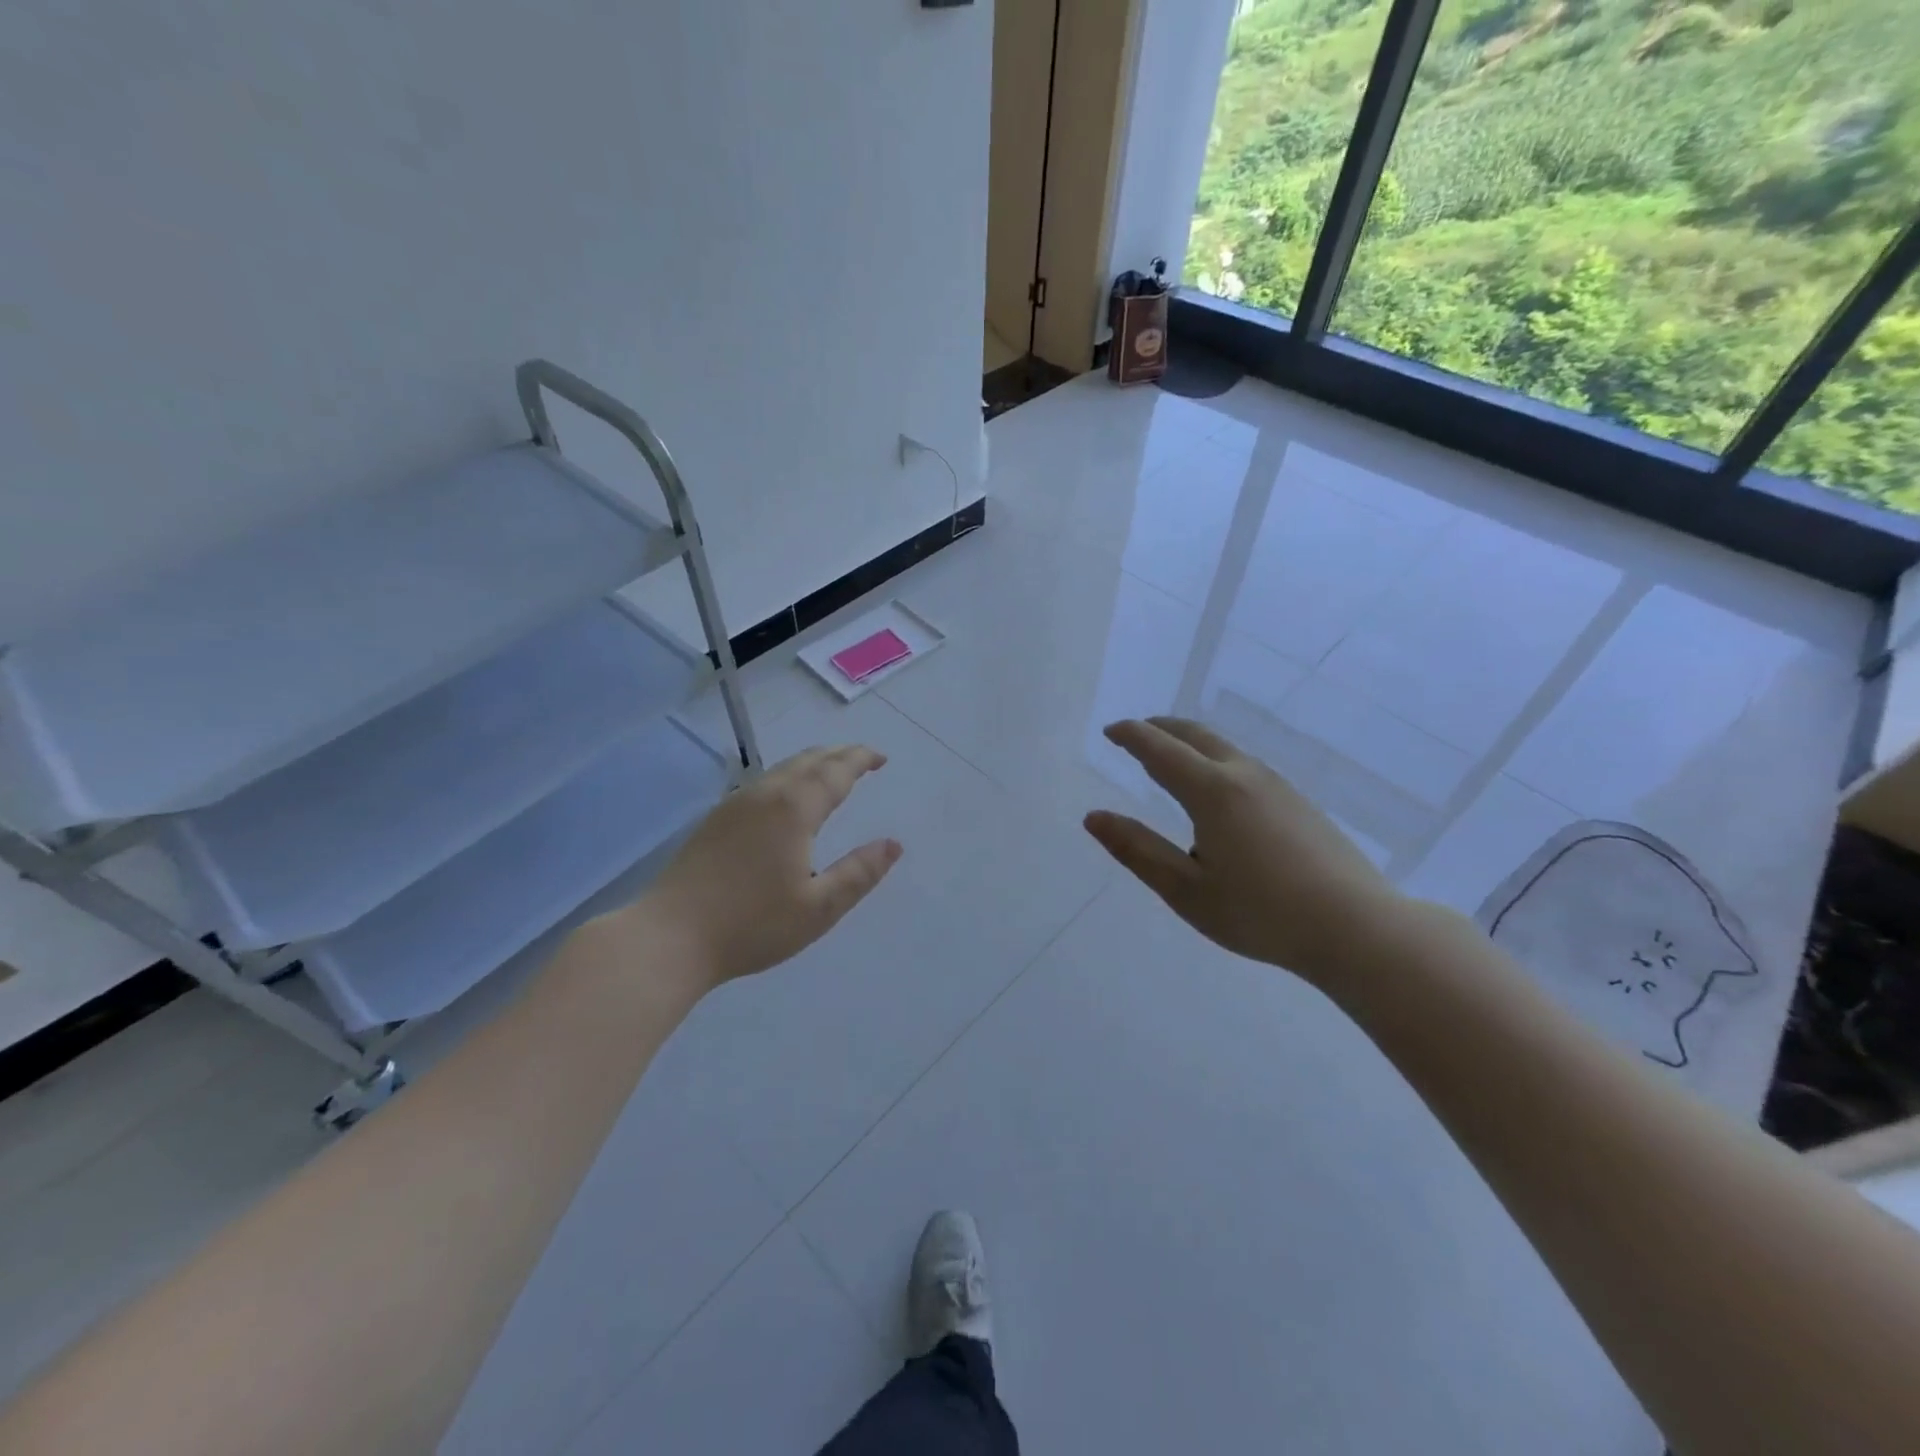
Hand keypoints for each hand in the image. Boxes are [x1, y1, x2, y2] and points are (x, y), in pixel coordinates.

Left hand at [640, 745, 902, 989]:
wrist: (669, 937)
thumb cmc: (751, 925)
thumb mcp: (818, 908)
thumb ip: (859, 873)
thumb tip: (893, 844)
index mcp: (793, 810)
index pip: (835, 772)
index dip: (860, 760)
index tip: (880, 757)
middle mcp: (764, 795)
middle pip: (807, 761)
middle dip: (838, 755)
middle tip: (862, 758)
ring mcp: (734, 805)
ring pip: (781, 769)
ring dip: (812, 764)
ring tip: (830, 771)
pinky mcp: (714, 821)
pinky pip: (763, 783)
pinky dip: (789, 778)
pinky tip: (786, 798)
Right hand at [1084, 717, 1406, 988]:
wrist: (1357, 928)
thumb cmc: (1261, 913)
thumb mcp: (1186, 890)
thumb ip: (1137, 850)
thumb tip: (1094, 817)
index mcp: (1212, 791)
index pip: (1160, 749)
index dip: (1131, 736)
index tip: (1110, 731)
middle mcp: (1244, 775)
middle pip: (1196, 735)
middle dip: (1161, 728)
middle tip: (1136, 733)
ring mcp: (1278, 786)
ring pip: (1224, 748)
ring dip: (1190, 743)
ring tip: (1171, 759)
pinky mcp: (1299, 802)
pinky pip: (1245, 766)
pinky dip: (1215, 761)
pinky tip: (1218, 792)